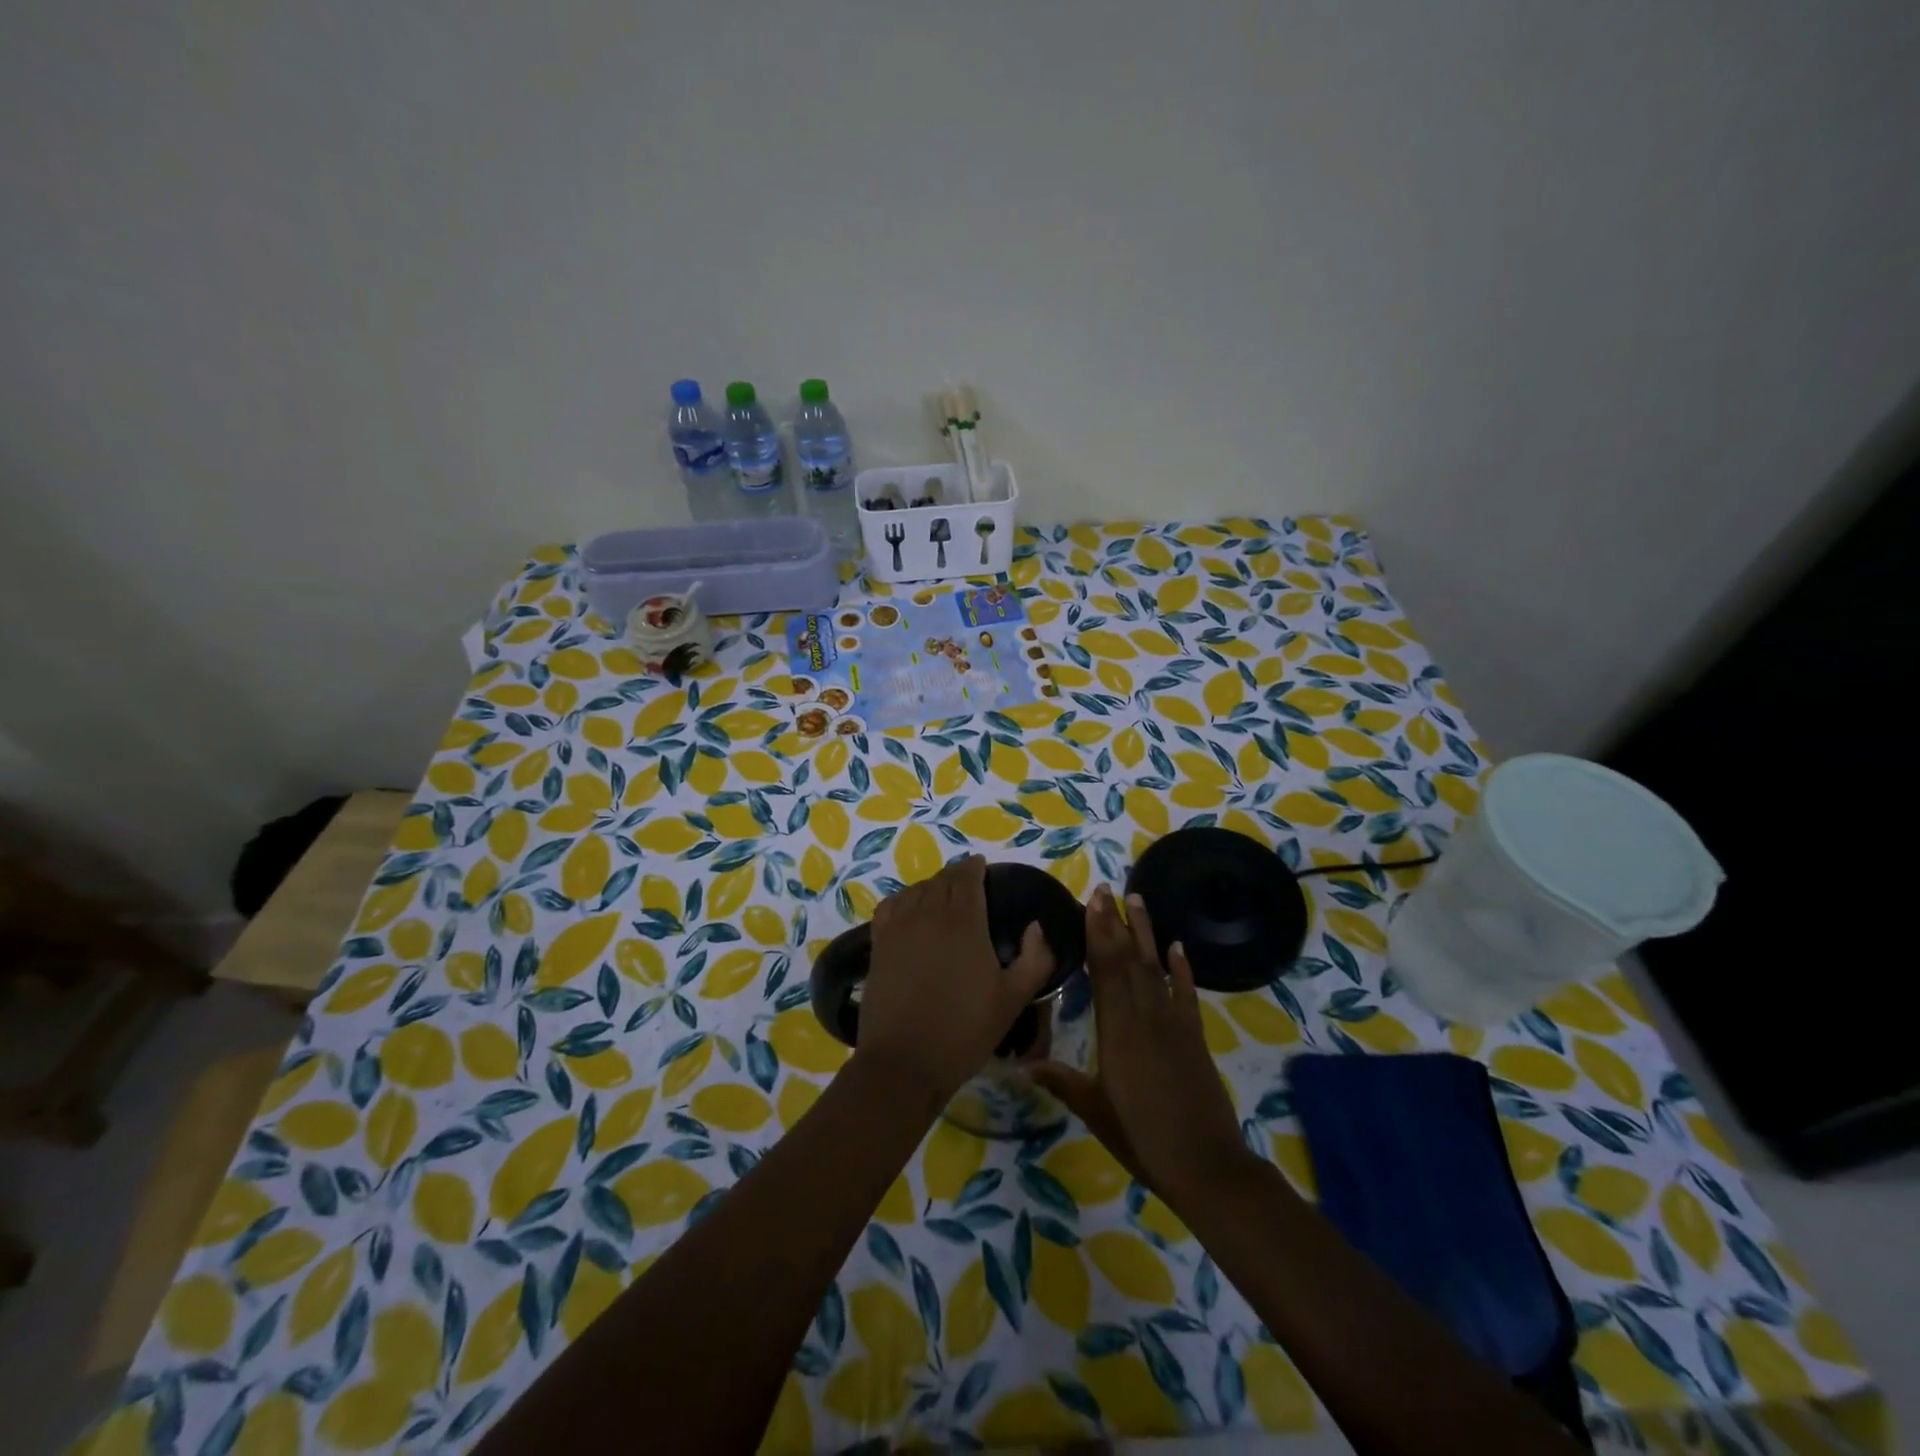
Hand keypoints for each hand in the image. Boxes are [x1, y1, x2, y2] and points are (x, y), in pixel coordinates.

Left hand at [858, 855, 1055, 1110]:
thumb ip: (1035, 959)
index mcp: (964, 921)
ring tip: (942, 896)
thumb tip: (1036, 927)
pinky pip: (890, 906)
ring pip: (916, 890)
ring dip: (931, 886)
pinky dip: (903, 900)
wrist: (905, 1061)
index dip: (975, 867)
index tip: (983, 867)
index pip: (967, 877)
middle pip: (942, 880)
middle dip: (956, 876)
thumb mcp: (1013, 999)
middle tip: (968, 884)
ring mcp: (899, 927)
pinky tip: (910, 911)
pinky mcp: (878, 944)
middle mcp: (929, 914)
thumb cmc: (964, 1030)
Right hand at [1032, 885, 1251, 1201]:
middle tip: (1107, 888)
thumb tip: (1022, 1065)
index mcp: (1117, 1030)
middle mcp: (1145, 1016)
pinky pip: (1186, 994)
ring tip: (1138, 900)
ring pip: (1155, 967)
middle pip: (1128, 959)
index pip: (1104, 970)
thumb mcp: (1095, 1111)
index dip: (1098, 933)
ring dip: (1146, 933)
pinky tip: (1177, 946)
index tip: (1092, 902)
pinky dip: (1182, 968)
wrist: (1206, 1165)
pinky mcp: (1195, 1036)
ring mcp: (1173, 1023)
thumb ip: (1061, 1082)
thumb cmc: (1142, 1138)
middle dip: (1116, 922)